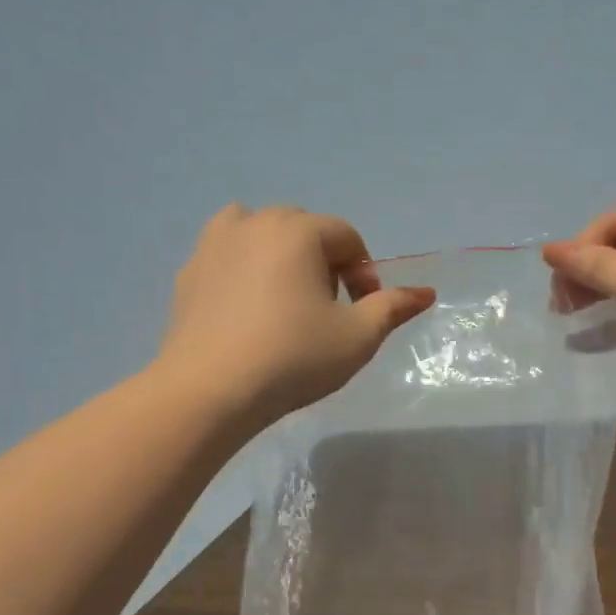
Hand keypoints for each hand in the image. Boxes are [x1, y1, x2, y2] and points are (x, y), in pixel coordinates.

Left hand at [161, 205, 434, 425]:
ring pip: (260, 232)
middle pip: (305, 229)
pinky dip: (243, 266)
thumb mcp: (357, 337)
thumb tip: (426, 292)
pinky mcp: (189, 271)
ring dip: (281, 254)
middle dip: (324, 262)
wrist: (209, 390)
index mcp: (299, 230)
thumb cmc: (293, 358)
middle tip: (327, 309)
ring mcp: (215, 243)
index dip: (363, 273)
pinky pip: (226, 252)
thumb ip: (392, 307)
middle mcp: (255, 223)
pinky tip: (246, 309)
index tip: (363, 312)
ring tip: (285, 298)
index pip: (347, 238)